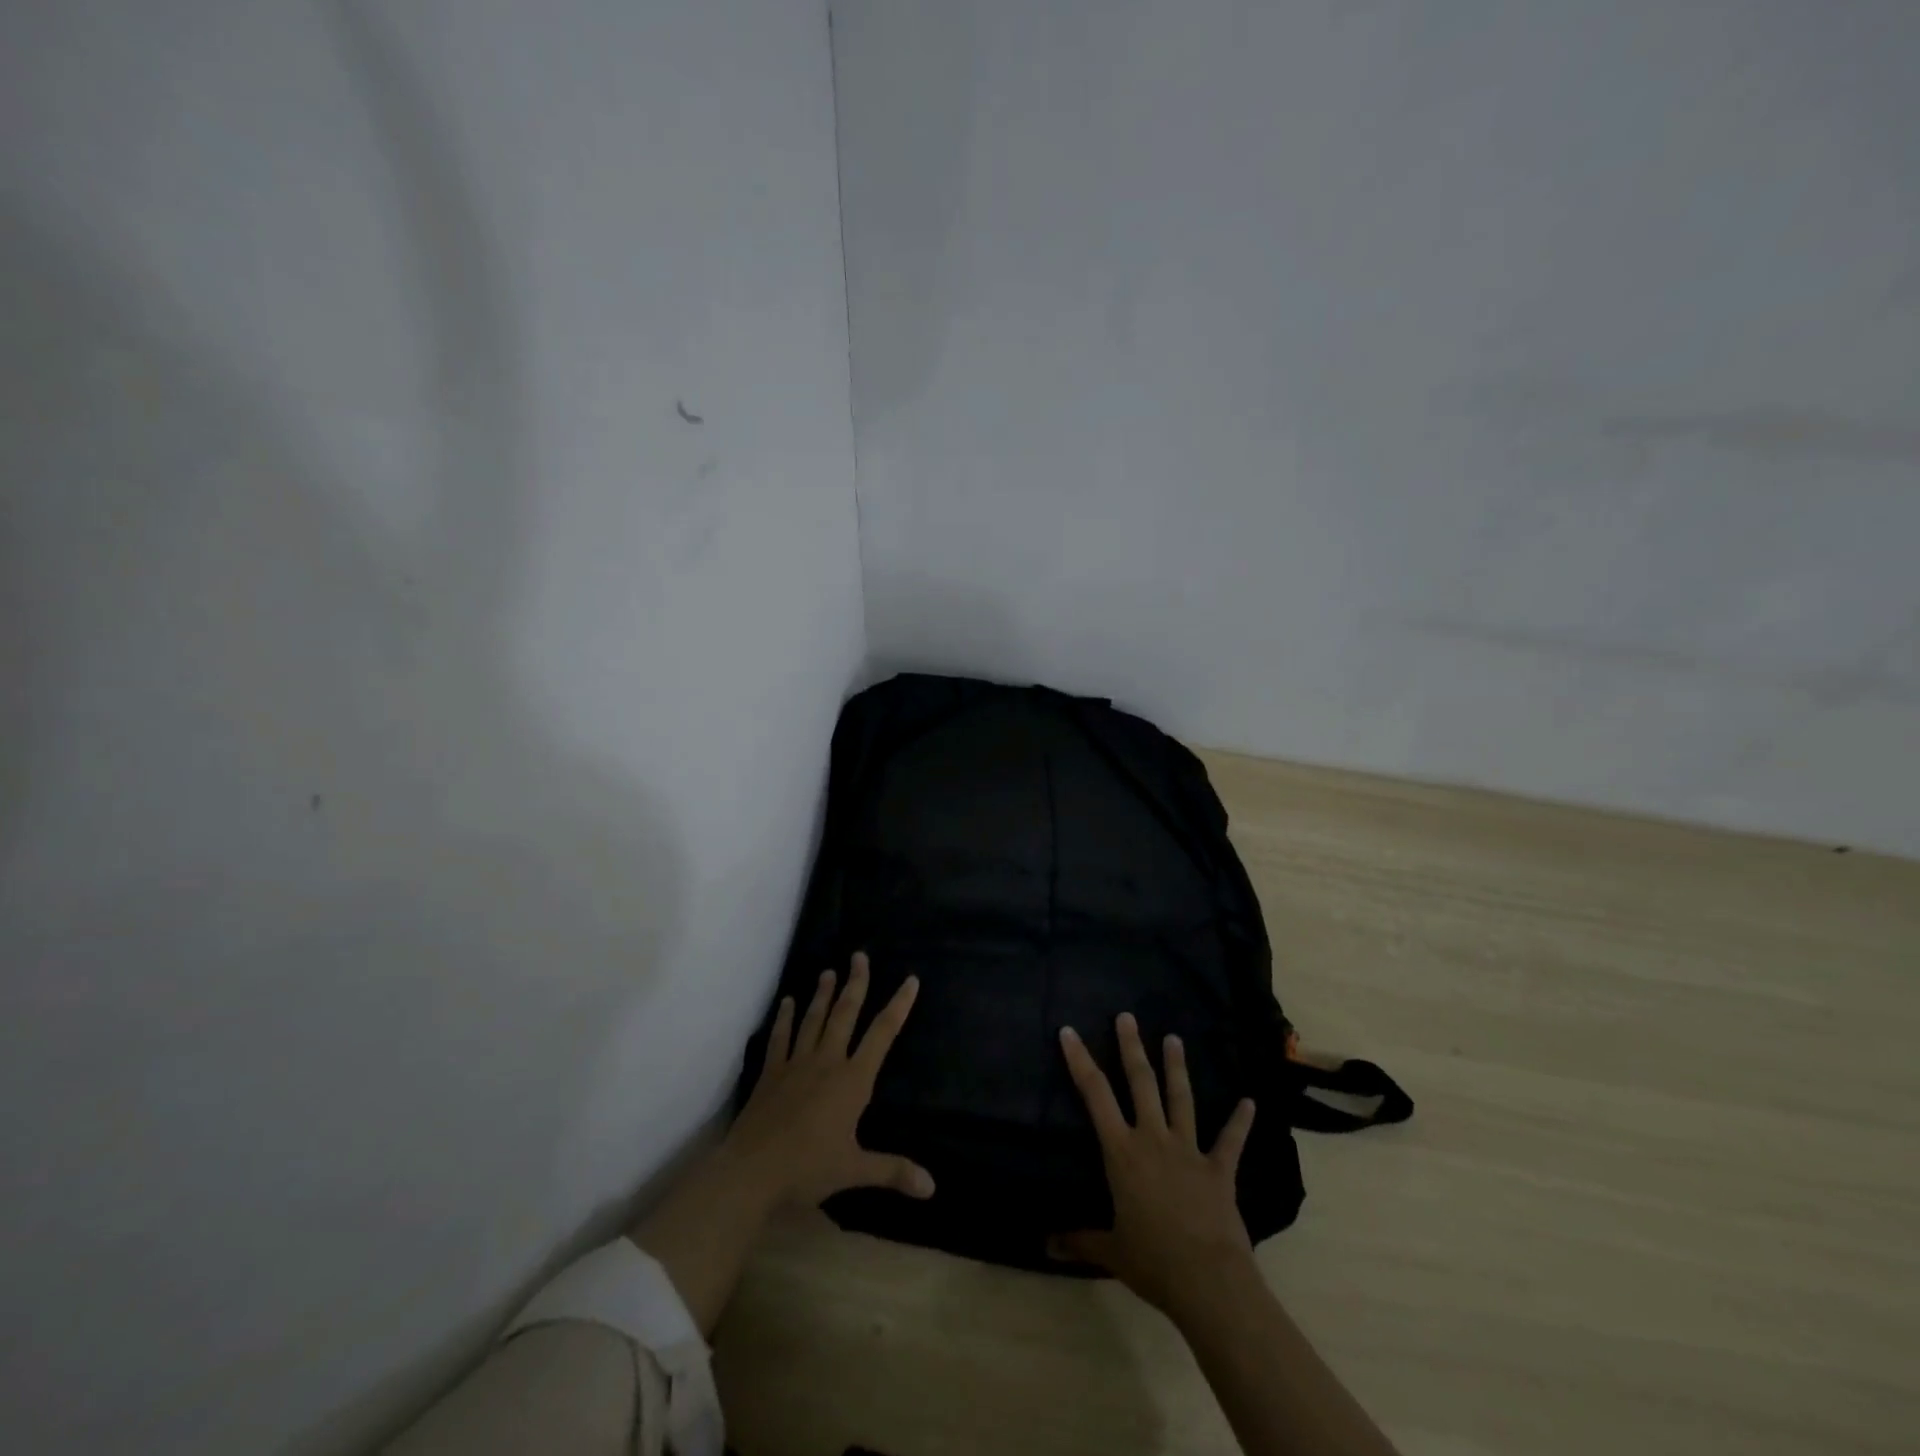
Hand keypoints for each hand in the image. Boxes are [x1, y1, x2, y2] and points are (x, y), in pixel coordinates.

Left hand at [723, 952, 933, 1208]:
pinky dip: (784, 1018)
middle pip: (845, 1014)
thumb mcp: (855, 1170)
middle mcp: (827, 1061)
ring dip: (822, 994)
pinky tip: (786, 1001)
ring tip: (829, 971)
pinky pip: (780, 1038)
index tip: (910, 980)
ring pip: (813, 1019)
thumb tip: (932, 1186)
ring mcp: (796, 1063)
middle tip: (859, 955)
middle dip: (856, 984)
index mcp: (853, 1080)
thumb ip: (893, 1171)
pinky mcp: (771, 1072)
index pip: (882, 1034)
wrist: (752, 1171)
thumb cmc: (808, 1169)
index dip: (898, 1006)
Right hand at [1053, 1012, 1257, 1318]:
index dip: (1080, 1061)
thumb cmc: (1152, 1261)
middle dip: (1131, 1047)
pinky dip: (1240, 1121)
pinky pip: (1230, 1140)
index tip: (1069, 1032)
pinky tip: (1249, 1102)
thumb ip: (1078, 1241)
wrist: (1208, 1281)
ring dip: (1177, 1067)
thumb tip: (1045, 1245)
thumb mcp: (1110, 1251)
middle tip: (1127, 1016)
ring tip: (1174, 1038)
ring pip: (1181, 1099)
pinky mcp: (1219, 1169)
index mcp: (1122, 1152)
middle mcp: (1153, 1139)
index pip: (1095, 1095)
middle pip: (1140, 1083)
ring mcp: (1189, 1150)